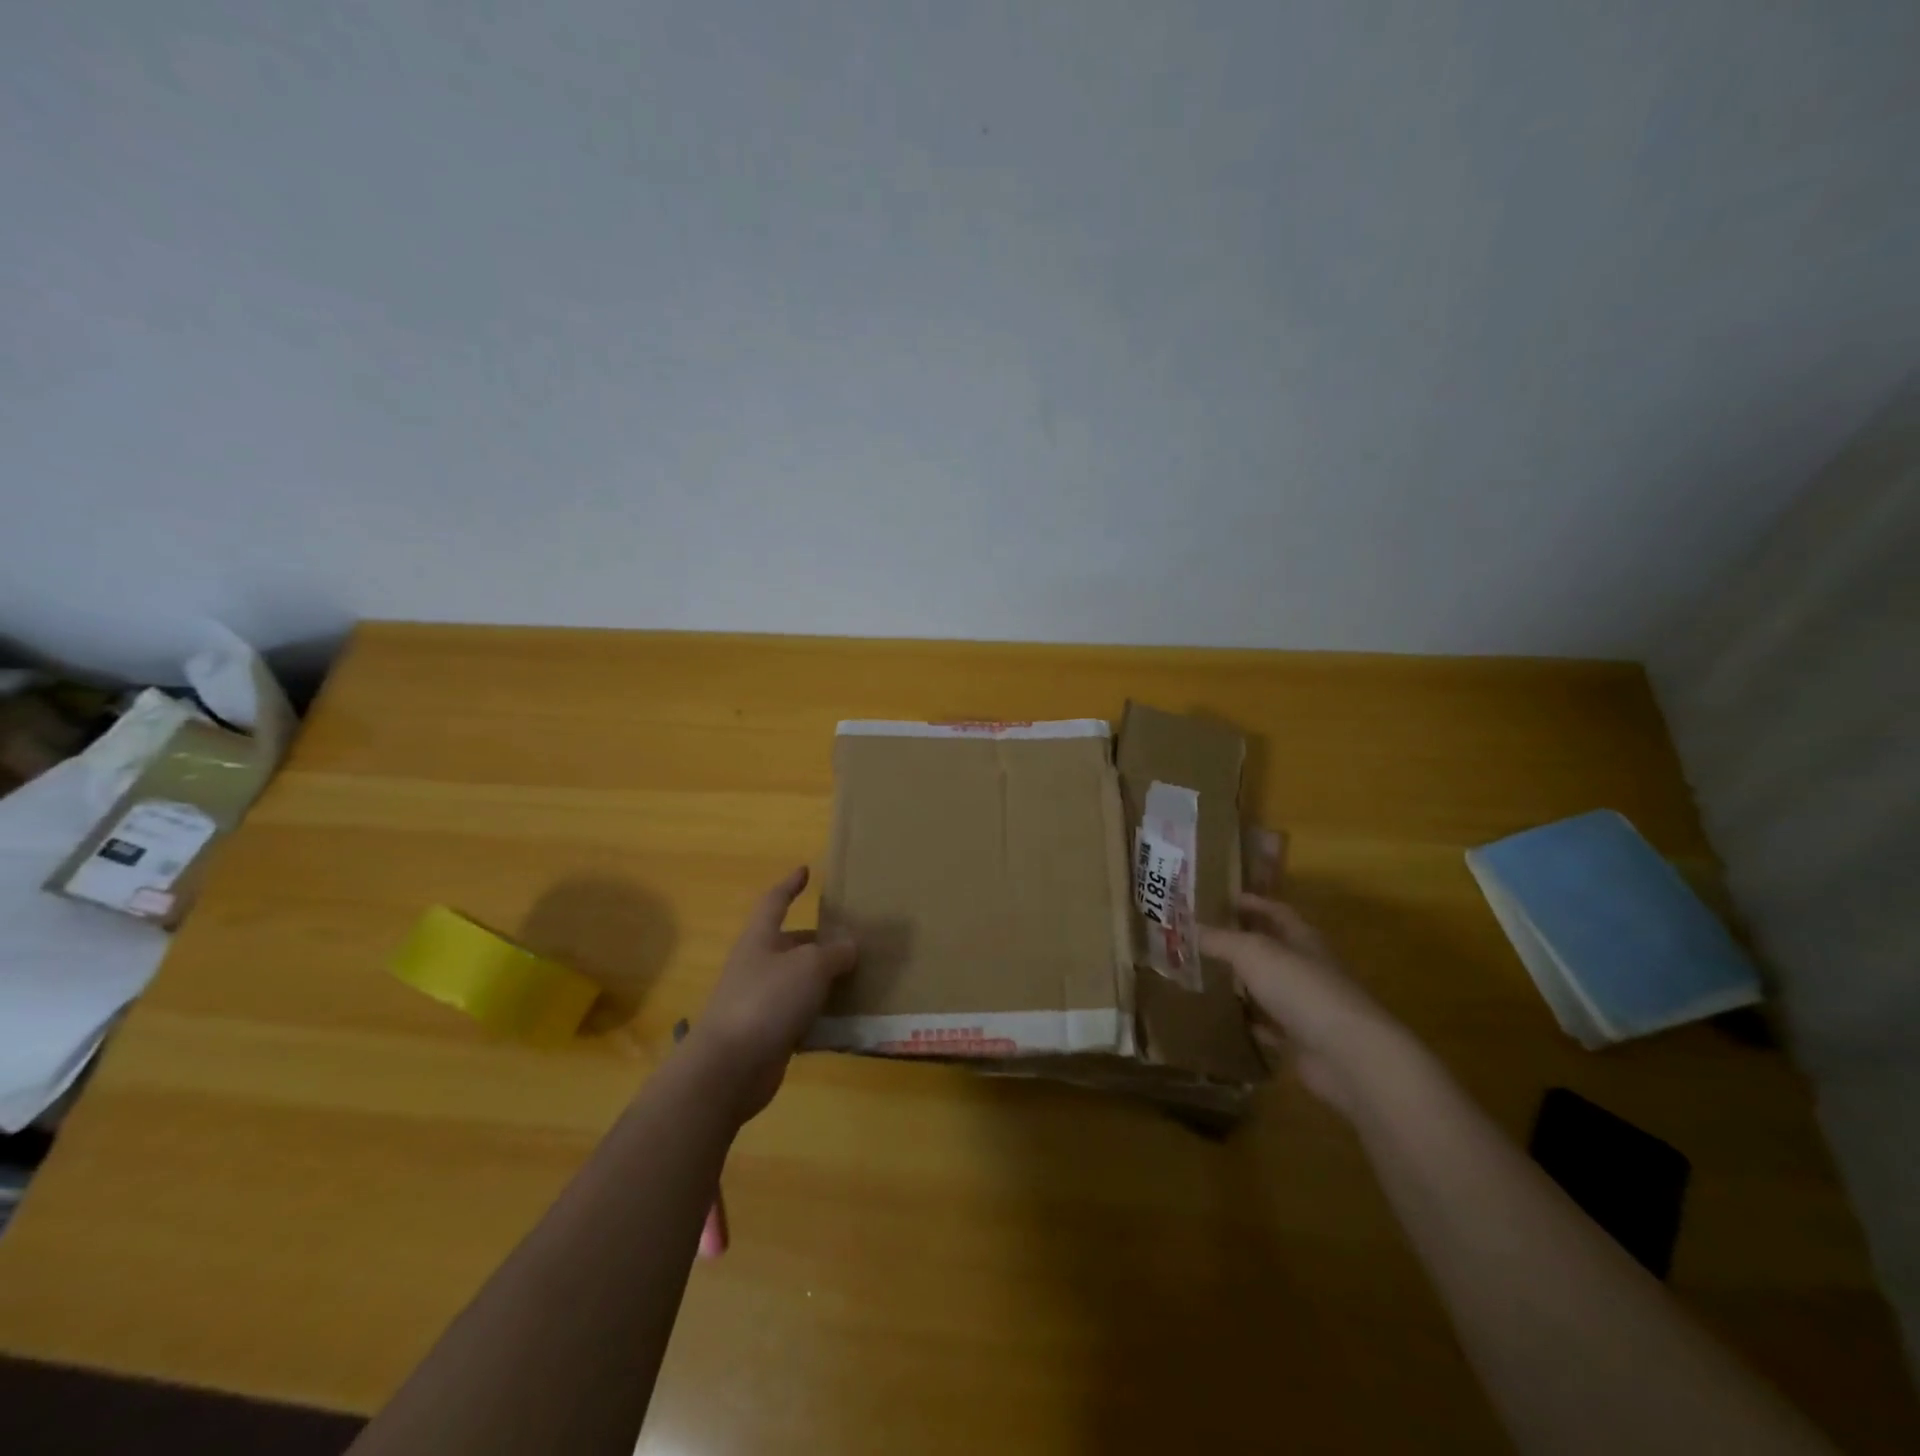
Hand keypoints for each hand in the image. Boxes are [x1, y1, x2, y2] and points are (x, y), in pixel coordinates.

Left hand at [686, 867, 857, 1121]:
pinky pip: (799, 1017)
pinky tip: (845, 1019)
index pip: (775, 902)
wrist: (729, 1067)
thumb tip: (851, 945)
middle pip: (790, 944)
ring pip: (797, 982)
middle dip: (818, 942)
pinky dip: (820, 1016)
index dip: (790, 885)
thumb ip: (835, 952)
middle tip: (853, 941)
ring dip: (823, 980)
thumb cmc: (767, 1000)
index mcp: (760, 939)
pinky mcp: (767, 1035)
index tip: (805, 871)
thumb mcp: (810, 966)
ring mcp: (759, 1002)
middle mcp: (757, 965)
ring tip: (859, 978)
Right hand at [1199, 894, 1401, 1111]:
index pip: (1275, 910)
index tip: (1218, 899)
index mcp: (1302, 938)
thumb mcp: (1252, 952)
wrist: (1347, 1055)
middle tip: (1200, 937)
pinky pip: (1267, 1024)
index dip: (1250, 902)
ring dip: (1241, 982)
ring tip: (1203, 974)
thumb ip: (1220, 939)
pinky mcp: (1300, 1039)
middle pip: (1270, 948)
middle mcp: (1305, 967)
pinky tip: (1222, 1017)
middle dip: (1239, 941)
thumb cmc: (1301, 989)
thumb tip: (1189, 928)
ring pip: (1266, 986)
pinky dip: (1247, 1020)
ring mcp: (1305, 1005)